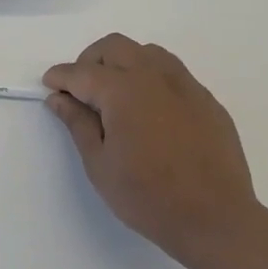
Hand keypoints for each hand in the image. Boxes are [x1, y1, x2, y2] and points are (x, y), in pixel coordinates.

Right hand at [43, 34, 259, 266]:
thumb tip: (58, 99)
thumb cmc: (148, 197)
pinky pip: (174, 73)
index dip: (60, 78)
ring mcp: (186, 86)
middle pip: (114, 47)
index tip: (50, 86)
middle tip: (81, 91)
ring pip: (147, 52)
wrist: (217, 221)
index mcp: (122, 90)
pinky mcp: (207, 101)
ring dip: (123, 63)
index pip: (81, 72)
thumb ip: (77, 124)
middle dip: (90, 61)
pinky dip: (152, 79)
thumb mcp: (100, 165)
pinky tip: (150, 111)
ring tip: (116, 95)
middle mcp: (154, 76)